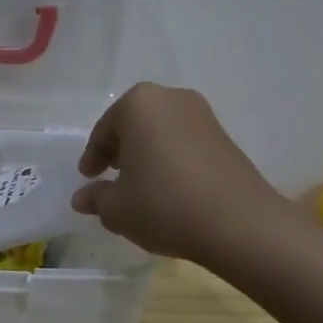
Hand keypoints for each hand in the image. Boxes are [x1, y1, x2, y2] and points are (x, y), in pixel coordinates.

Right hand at [71, 83, 287, 264]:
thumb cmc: (165, 205)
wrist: (239, 223)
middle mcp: (171, 99)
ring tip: (140, 185)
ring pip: (161, 132)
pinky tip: (169, 188)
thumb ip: (96, 198)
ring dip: (147, 154)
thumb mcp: (117, 209)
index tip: (88, 178)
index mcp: (138, 105)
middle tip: (110, 176)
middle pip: (134, 124)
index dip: (92, 157)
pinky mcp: (225, 136)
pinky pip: (184, 143)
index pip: (104, 131)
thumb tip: (82, 197)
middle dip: (120, 149)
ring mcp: (202, 115)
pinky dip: (171, 159)